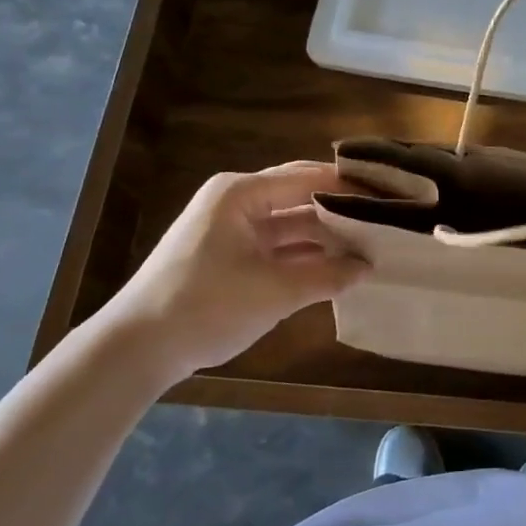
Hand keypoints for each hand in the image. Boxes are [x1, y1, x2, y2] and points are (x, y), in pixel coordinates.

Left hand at [99, 162, 364, 379]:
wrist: (136, 349)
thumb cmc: (205, 306)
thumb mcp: (274, 292)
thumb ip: (326, 276)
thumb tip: (368, 268)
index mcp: (242, 193)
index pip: (308, 177)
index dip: (350, 185)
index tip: (388, 195)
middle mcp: (238, 202)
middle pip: (301, 196)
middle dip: (341, 208)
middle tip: (385, 217)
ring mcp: (234, 229)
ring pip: (292, 223)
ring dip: (326, 235)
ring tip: (370, 244)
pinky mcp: (231, 255)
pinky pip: (279, 246)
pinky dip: (307, 255)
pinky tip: (339, 266)